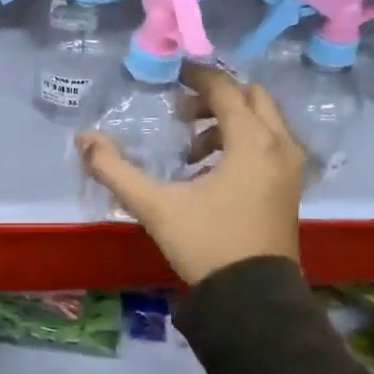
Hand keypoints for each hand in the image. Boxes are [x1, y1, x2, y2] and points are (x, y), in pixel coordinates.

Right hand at [76, 63, 303, 284]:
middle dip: (216, 98)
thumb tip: (83, 139)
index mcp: (252, 142)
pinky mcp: (290, 187)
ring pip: (263, 122)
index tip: (172, 75)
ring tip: (191, 151)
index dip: (197, 76)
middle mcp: (280, 145)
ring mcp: (291, 168)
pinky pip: (270, 145)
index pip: (225, 90)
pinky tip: (211, 173)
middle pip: (252, 98)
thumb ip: (116, 170)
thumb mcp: (155, 206)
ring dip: (228, 123)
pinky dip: (243, 143)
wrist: (253, 298)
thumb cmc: (206, 244)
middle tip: (180, 114)